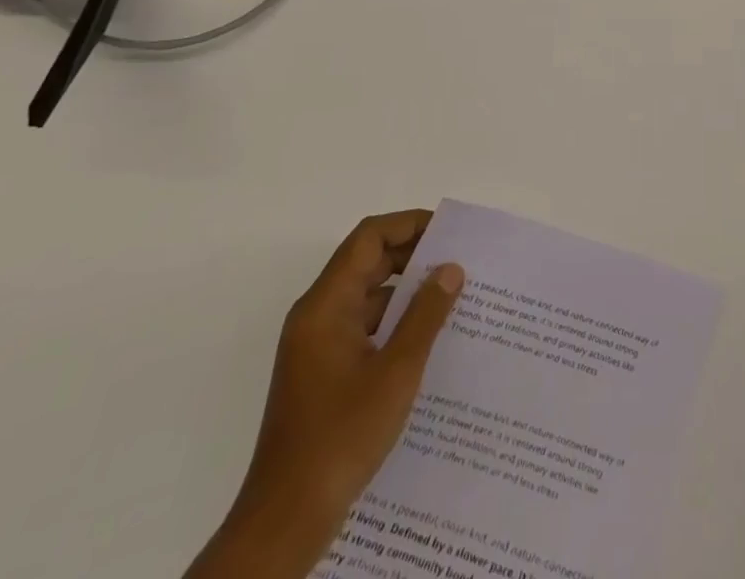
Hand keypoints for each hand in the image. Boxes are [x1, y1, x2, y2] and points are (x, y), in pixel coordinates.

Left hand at [188, 211, 464, 578]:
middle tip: (458, 261)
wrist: (286, 520)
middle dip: (412, 256)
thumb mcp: (396, 372)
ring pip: (366, 296)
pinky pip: (362, 327)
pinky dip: (393, 322)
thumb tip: (451, 268)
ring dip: (405, 292)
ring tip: (452, 296)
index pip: (368, 239)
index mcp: (325, 305)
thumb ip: (425, 315)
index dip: (408, 225)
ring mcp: (317, 345)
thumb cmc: (341, 437)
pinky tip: (426, 339)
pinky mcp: (322, 372)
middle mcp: (316, 315)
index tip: (448, 231)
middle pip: (366, 263)